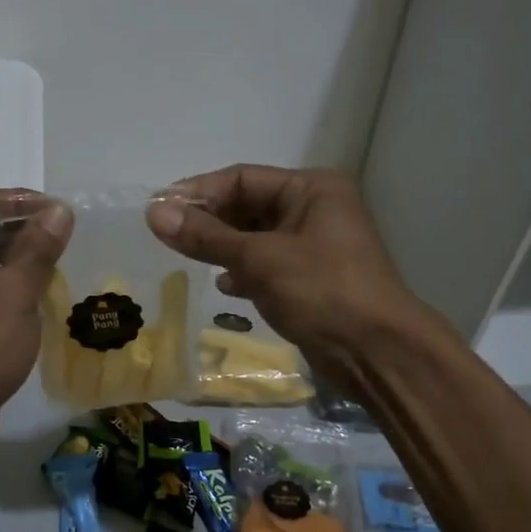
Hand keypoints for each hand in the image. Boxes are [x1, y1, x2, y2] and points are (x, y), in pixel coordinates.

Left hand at [0, 189, 72, 463]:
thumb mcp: (11, 296)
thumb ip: (37, 249)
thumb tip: (59, 210)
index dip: (23, 203)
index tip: (64, 214)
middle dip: (22, 232)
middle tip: (66, 240)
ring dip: (17, 261)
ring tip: (58, 266)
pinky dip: (6, 289)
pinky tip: (39, 298)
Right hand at [147, 165, 418, 390]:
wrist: (377, 352)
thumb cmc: (322, 291)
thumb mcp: (260, 259)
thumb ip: (207, 236)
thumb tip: (154, 212)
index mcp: (312, 189)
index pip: (243, 178)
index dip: (199, 192)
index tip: (158, 208)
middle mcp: (315, 210)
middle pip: (249, 206)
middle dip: (210, 221)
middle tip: (168, 235)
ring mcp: (315, 246)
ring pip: (256, 238)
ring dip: (224, 248)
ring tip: (188, 258)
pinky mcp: (311, 279)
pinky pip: (268, 265)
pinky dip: (245, 272)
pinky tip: (225, 286)